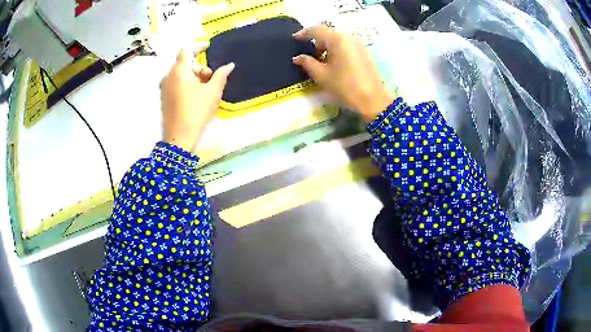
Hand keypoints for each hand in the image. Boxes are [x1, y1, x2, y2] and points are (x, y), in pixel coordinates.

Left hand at [160, 42, 234, 151]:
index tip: (208, 47)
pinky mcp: (164, 98)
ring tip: (206, 90)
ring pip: (181, 75)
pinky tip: (197, 96)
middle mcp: (168, 76)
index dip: (198, 46)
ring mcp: (164, 88)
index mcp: (179, 71)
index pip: (186, 50)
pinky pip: (176, 84)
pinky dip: (187, 85)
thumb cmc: (197, 111)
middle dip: (200, 68)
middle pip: (185, 64)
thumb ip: (221, 75)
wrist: (179, 138)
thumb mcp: (213, 92)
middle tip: (212, 78)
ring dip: (195, 77)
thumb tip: (230, 65)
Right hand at [293, 25, 392, 121]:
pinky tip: (334, 65)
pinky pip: (346, 46)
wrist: (372, 100)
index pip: (317, 30)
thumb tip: (297, 57)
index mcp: (337, 39)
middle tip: (309, 56)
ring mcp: (358, 45)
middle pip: (328, 34)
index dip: (304, 33)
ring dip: (327, 47)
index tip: (294, 39)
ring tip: (321, 63)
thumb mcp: (322, 75)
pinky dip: (337, 51)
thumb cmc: (344, 86)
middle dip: (317, 42)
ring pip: (338, 40)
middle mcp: (349, 37)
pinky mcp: (364, 53)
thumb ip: (307, 63)